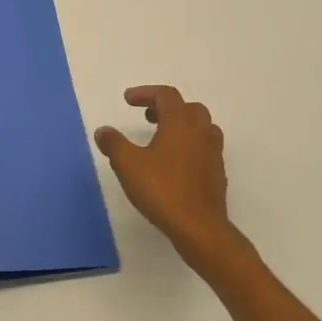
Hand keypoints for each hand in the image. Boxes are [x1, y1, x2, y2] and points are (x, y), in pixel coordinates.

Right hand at [94, 86, 249, 275]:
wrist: (199, 227)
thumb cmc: (162, 190)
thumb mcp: (127, 164)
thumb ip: (113, 143)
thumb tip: (103, 131)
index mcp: (180, 124)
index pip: (166, 95)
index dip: (146, 93)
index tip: (127, 100)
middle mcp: (200, 133)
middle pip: (188, 108)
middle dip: (166, 107)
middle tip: (147, 117)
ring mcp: (213, 154)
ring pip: (202, 127)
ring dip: (182, 125)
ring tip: (162, 137)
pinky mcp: (217, 174)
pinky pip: (205, 148)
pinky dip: (190, 145)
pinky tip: (175, 163)